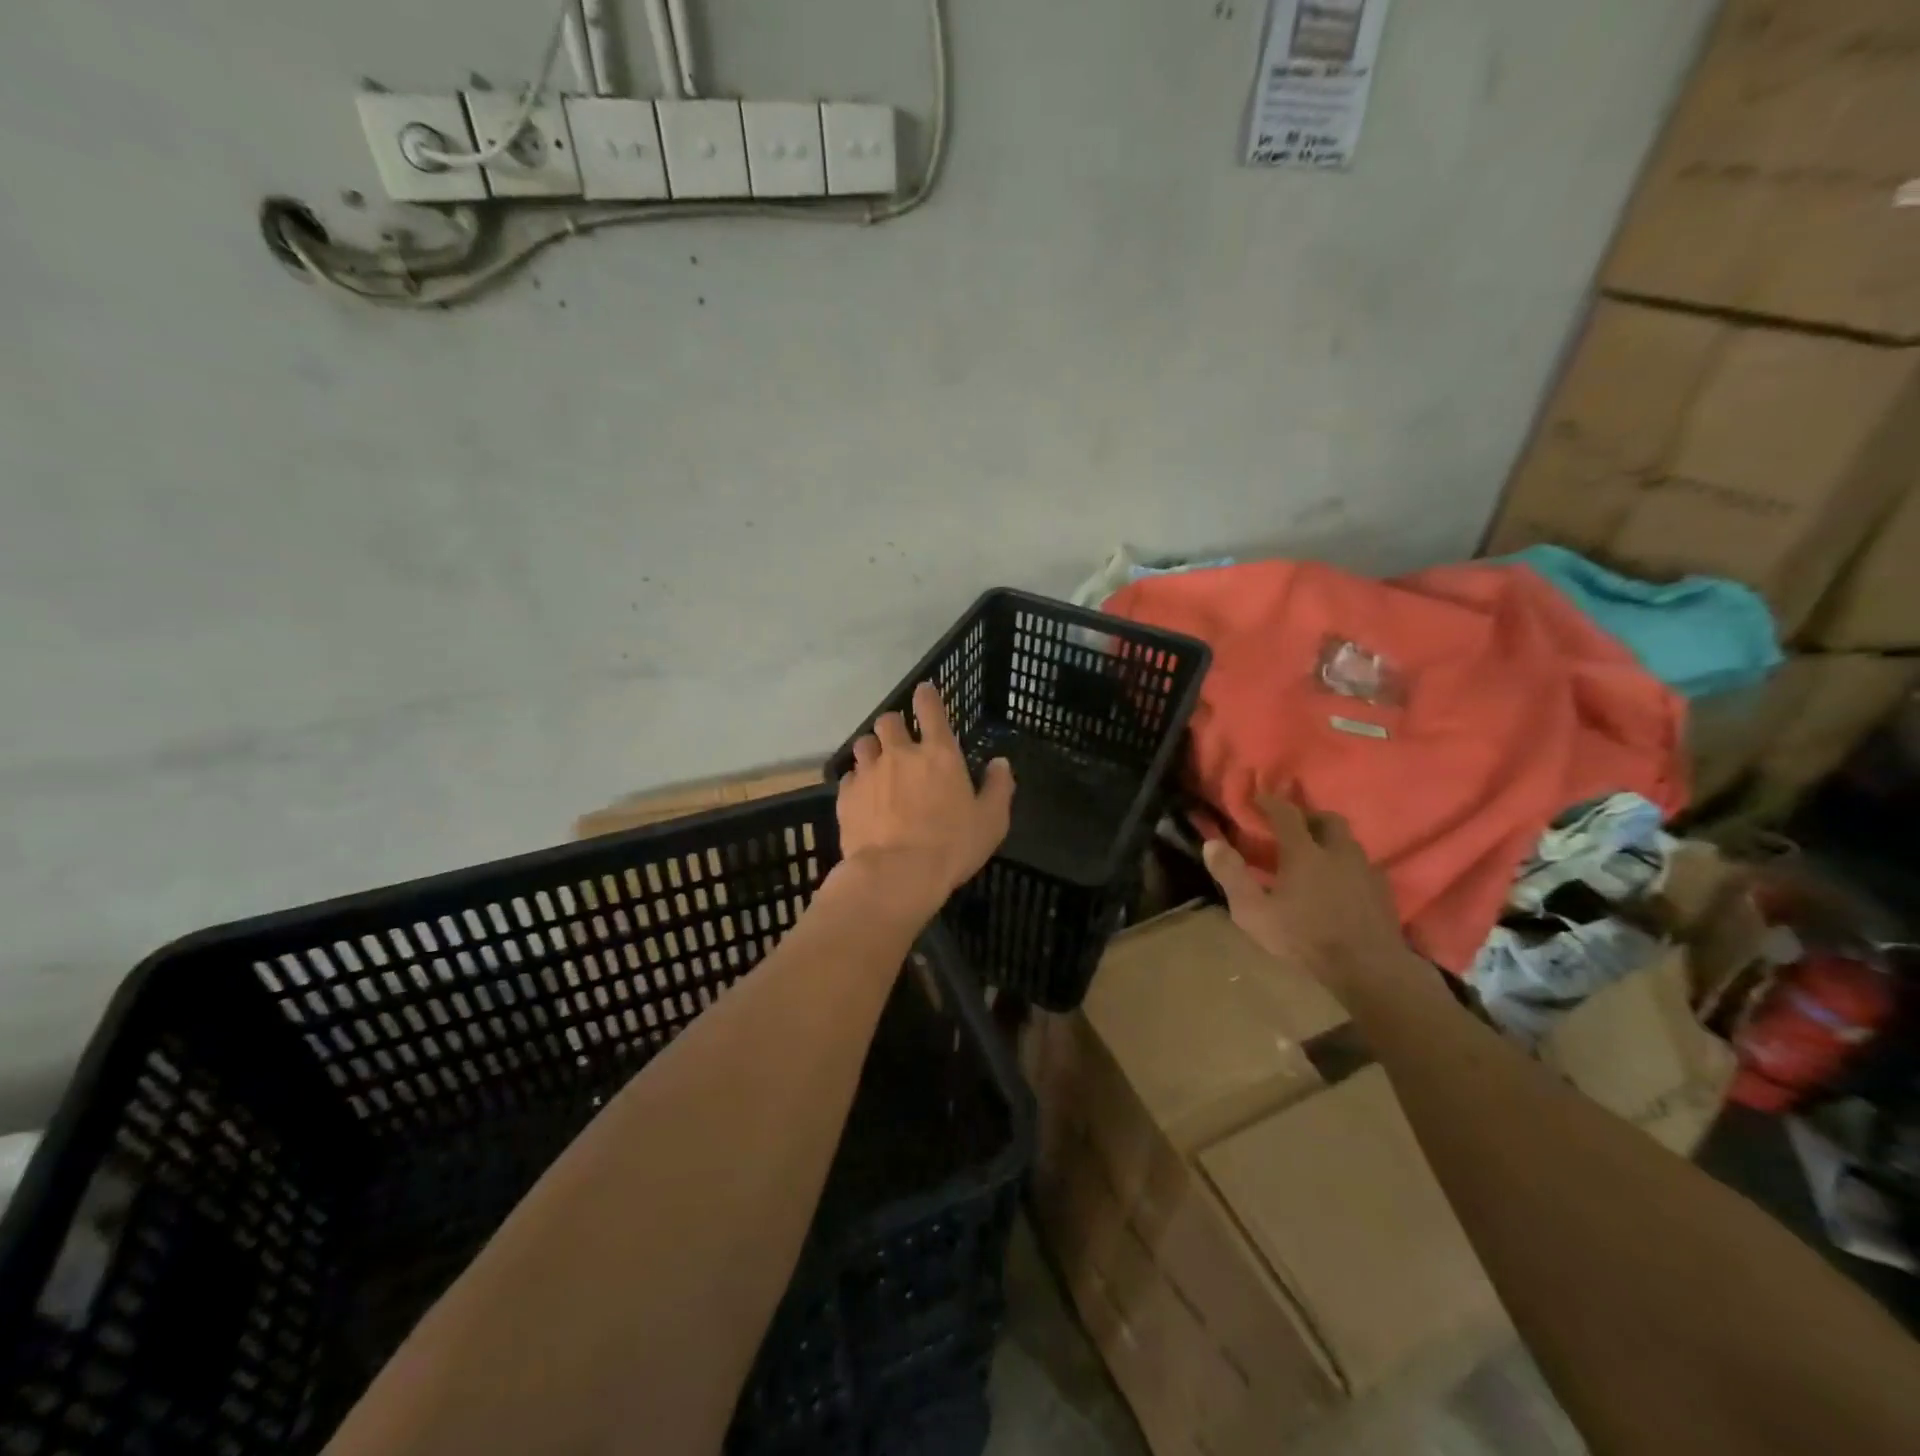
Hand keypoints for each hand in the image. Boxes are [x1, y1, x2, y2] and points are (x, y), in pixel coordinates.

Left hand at [835, 682, 1014, 919]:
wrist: (896, 875)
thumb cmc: (952, 846)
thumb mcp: (991, 821)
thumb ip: (998, 787)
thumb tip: (1000, 763)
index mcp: (939, 754)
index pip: (929, 708)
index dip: (926, 696)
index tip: (924, 692)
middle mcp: (900, 754)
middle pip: (888, 721)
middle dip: (893, 725)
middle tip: (900, 741)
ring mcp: (869, 773)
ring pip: (863, 745)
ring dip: (872, 750)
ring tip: (878, 767)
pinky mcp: (846, 796)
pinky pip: (849, 778)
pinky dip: (856, 782)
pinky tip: (863, 798)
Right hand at [1202, 794, 1410, 994]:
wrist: (1368, 970)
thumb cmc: (1304, 938)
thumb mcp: (1254, 911)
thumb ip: (1232, 875)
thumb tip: (1211, 844)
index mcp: (1305, 852)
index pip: (1287, 814)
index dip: (1271, 802)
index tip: (1258, 798)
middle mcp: (1338, 852)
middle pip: (1327, 820)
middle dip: (1309, 817)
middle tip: (1292, 827)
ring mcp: (1365, 871)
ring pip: (1349, 842)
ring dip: (1330, 840)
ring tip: (1315, 856)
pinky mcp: (1383, 892)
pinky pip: (1363, 866)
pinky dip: (1347, 865)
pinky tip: (1340, 883)